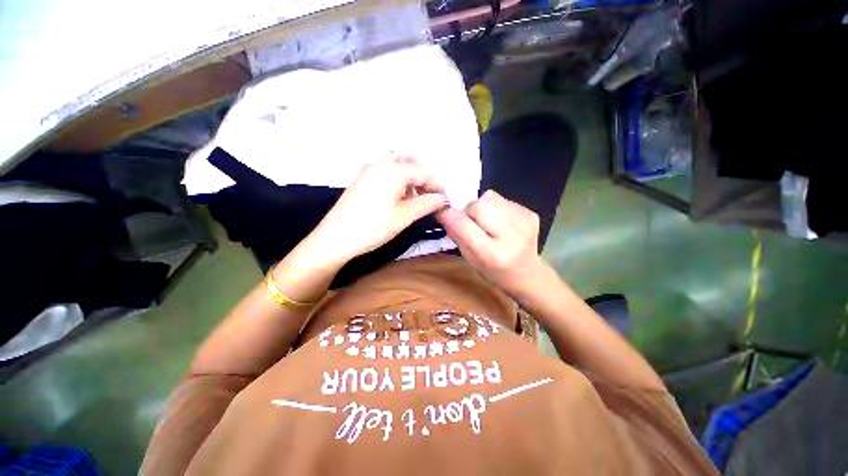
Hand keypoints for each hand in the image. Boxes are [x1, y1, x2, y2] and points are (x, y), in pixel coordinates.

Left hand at [310, 156, 447, 262]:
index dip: (437, 186)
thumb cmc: (373, 226)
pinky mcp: (362, 180)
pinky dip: (397, 183)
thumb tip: (443, 199)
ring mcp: (369, 171)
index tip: (445, 201)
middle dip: (423, 179)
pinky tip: (398, 199)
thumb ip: (427, 204)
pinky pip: (385, 174)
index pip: (423, 172)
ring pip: (397, 168)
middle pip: (409, 164)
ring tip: (415, 201)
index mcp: (393, 170)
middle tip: (429, 198)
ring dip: (410, 181)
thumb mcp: (404, 216)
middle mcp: (380, 164)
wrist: (335, 238)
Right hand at [437, 190, 547, 296]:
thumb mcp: (470, 260)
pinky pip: (502, 199)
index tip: (443, 214)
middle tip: (470, 221)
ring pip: (490, 197)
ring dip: (482, 207)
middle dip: (468, 210)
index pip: (463, 225)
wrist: (527, 274)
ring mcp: (524, 222)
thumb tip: (447, 214)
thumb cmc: (494, 271)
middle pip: (478, 205)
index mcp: (492, 254)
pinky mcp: (530, 213)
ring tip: (487, 221)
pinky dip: (495, 207)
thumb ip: (458, 236)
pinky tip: (500, 222)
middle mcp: (511, 236)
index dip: (450, 216)